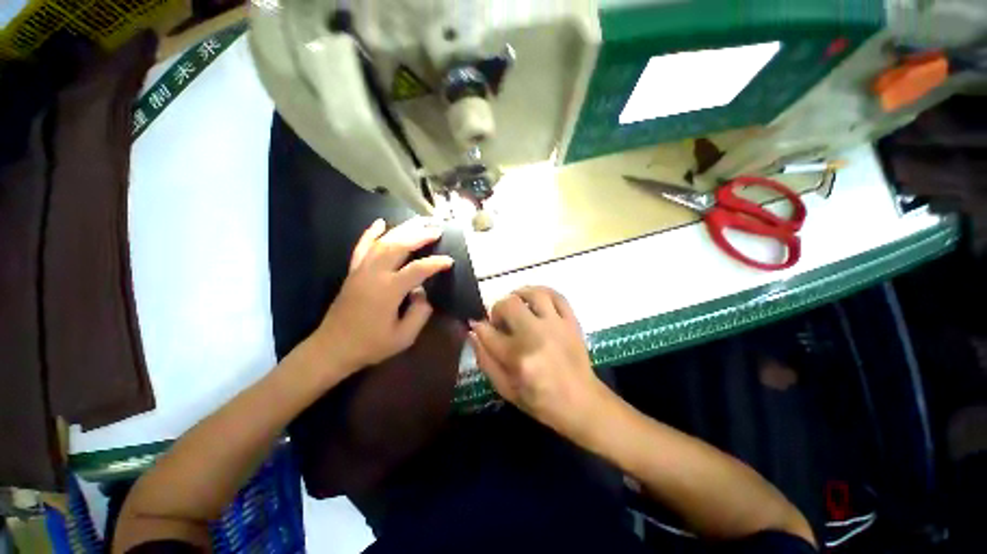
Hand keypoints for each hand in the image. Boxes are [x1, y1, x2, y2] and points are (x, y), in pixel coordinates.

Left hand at [303, 218, 453, 379]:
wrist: (333, 348)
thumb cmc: (370, 345)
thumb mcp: (404, 337)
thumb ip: (419, 313)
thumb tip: (423, 293)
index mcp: (389, 290)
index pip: (418, 269)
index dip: (436, 263)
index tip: (450, 261)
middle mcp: (374, 274)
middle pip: (399, 246)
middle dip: (420, 236)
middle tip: (436, 230)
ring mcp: (361, 270)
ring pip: (383, 242)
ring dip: (402, 229)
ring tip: (418, 222)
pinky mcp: (353, 272)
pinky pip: (362, 247)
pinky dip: (371, 233)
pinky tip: (380, 222)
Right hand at [469, 286, 609, 439]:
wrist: (582, 403)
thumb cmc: (541, 401)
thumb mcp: (506, 389)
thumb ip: (485, 360)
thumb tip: (474, 332)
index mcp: (518, 358)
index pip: (488, 332)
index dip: (479, 327)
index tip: (479, 326)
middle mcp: (536, 336)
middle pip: (509, 304)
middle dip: (497, 309)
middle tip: (500, 320)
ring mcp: (557, 326)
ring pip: (534, 294)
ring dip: (519, 295)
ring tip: (516, 304)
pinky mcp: (572, 322)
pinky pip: (557, 296)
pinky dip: (543, 292)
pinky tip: (536, 299)